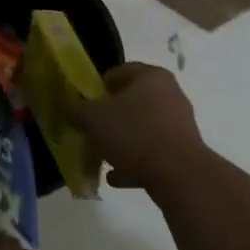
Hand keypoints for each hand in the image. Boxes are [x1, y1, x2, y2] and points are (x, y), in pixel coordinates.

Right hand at [70, 62, 207, 188]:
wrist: (178, 174)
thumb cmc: (133, 133)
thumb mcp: (93, 118)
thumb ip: (75, 108)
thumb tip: (66, 103)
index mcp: (150, 76)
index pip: (118, 72)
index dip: (96, 87)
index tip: (82, 105)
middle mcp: (169, 93)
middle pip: (131, 101)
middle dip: (109, 116)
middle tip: (90, 130)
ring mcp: (179, 123)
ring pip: (141, 128)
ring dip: (121, 141)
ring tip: (101, 156)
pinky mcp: (183, 150)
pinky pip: (152, 152)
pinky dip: (134, 162)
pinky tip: (116, 177)